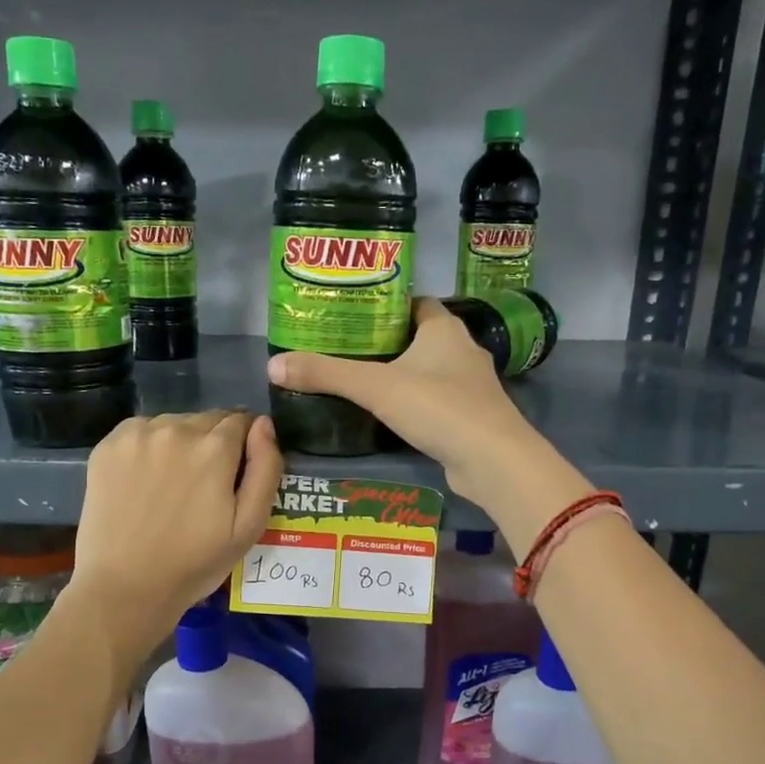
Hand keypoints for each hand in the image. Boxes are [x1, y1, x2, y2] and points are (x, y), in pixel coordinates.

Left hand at [69, 410, 284, 632]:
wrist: (125, 588)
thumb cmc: (195, 564)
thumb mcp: (249, 526)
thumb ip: (265, 468)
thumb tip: (264, 424)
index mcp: (214, 448)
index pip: (242, 421)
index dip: (246, 444)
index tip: (238, 472)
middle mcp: (176, 429)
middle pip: (208, 419)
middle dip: (215, 443)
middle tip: (206, 484)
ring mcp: (137, 435)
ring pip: (174, 423)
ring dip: (182, 442)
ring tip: (174, 484)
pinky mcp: (107, 446)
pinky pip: (141, 431)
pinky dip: (149, 446)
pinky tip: (146, 479)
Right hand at [266, 299, 582, 531]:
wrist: (492, 461)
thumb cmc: (438, 407)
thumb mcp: (375, 387)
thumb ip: (326, 374)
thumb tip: (272, 365)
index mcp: (444, 329)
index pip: (414, 302)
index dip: (385, 305)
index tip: (353, 315)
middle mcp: (461, 350)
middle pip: (418, 336)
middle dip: (386, 342)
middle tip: (345, 349)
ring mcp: (470, 386)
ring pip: (428, 370)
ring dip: (401, 374)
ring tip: (359, 381)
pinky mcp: (470, 417)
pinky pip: (436, 401)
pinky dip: (414, 403)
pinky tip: (388, 415)